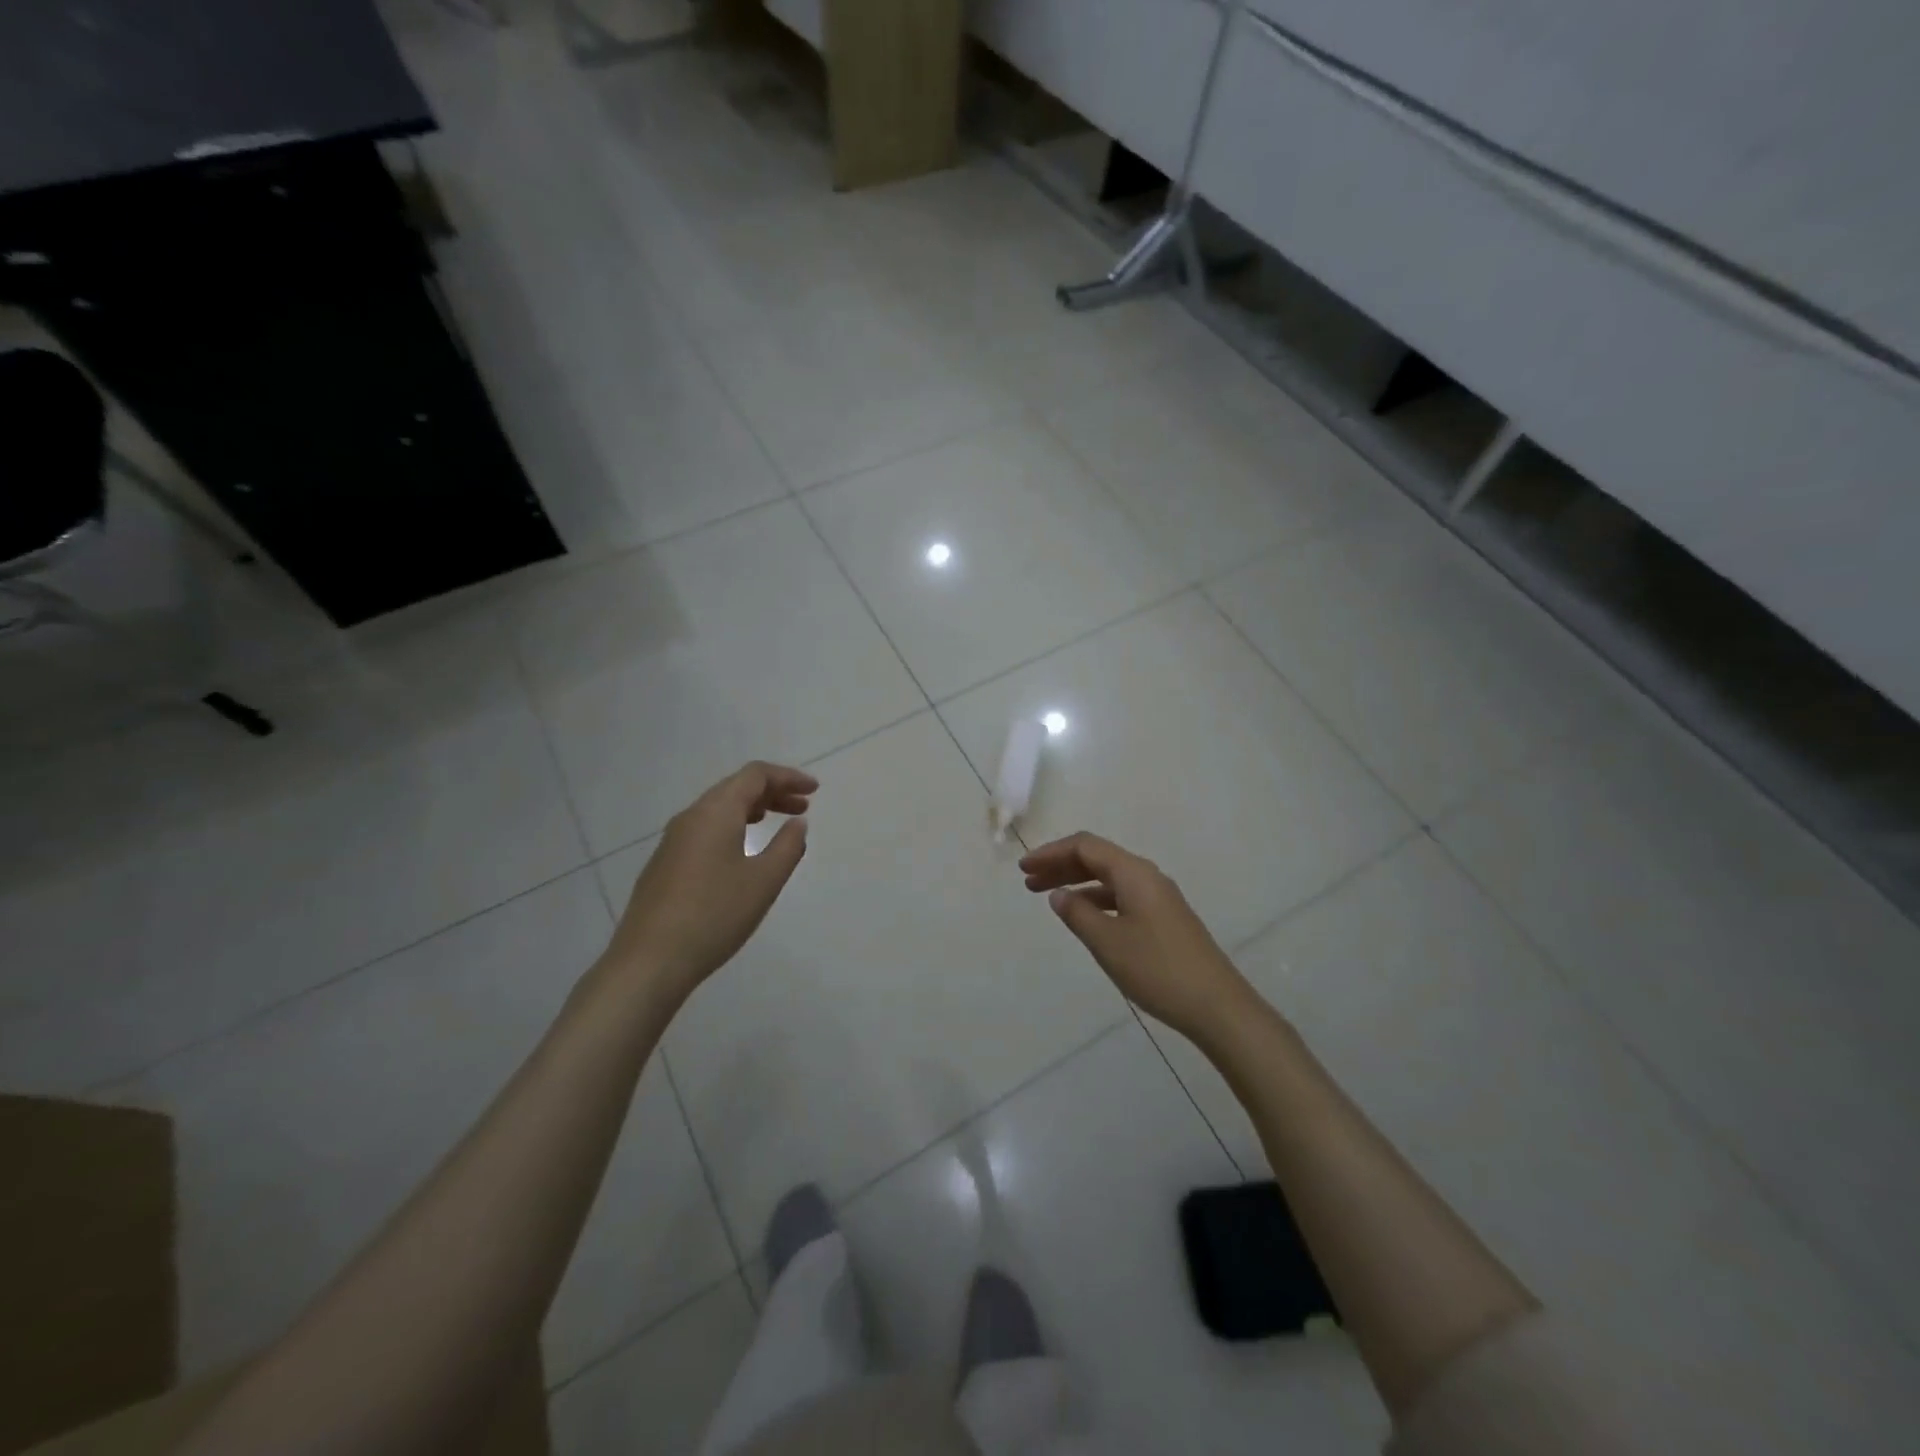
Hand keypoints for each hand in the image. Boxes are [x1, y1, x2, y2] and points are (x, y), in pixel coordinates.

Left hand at [604, 762, 816, 1006]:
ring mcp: (673, 841)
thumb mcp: (764, 881)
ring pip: (718, 809)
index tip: (815, 791)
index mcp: (715, 812)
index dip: (788, 777)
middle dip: (772, 792)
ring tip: (778, 823)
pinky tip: (742, 851)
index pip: (755, 775)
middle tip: (803, 807)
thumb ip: (787, 846)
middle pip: (735, 787)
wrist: (649, 961)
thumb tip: (797, 822)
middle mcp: (691, 817)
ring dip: (752, 809)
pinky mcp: (665, 864)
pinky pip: (705, 829)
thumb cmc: (715, 915)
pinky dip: (733, 827)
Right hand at [1020, 832, 1256, 1044]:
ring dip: (1077, 883)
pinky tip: (1084, 917)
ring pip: (1109, 878)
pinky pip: (1121, 895)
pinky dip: (1096, 899)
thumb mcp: (1108, 942)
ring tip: (1049, 898)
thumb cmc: (1157, 969)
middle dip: (1061, 865)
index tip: (1023, 868)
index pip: (1085, 846)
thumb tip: (1058, 894)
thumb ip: (1078, 914)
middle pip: (1097, 858)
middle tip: (1028, 881)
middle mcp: (1147, 876)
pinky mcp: (1164, 918)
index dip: (1051, 852)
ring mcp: (1159, 897)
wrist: (1217, 1005)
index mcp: (1134, 873)